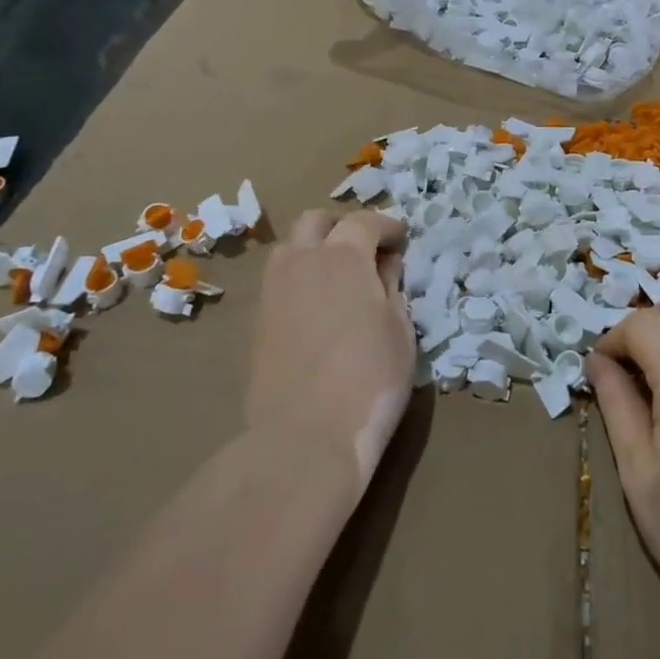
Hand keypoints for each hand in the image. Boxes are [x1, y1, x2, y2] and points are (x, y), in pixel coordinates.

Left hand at [246, 209, 414, 490]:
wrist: (304, 436)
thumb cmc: (370, 379)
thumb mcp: (400, 329)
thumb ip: (392, 287)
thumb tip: (386, 265)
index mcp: (343, 256)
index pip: (363, 221)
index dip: (386, 226)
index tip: (401, 239)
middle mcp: (302, 261)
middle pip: (316, 221)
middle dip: (343, 226)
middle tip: (367, 249)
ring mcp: (273, 290)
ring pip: (290, 248)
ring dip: (315, 248)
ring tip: (339, 276)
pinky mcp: (258, 320)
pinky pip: (279, 280)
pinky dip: (300, 277)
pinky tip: (318, 305)